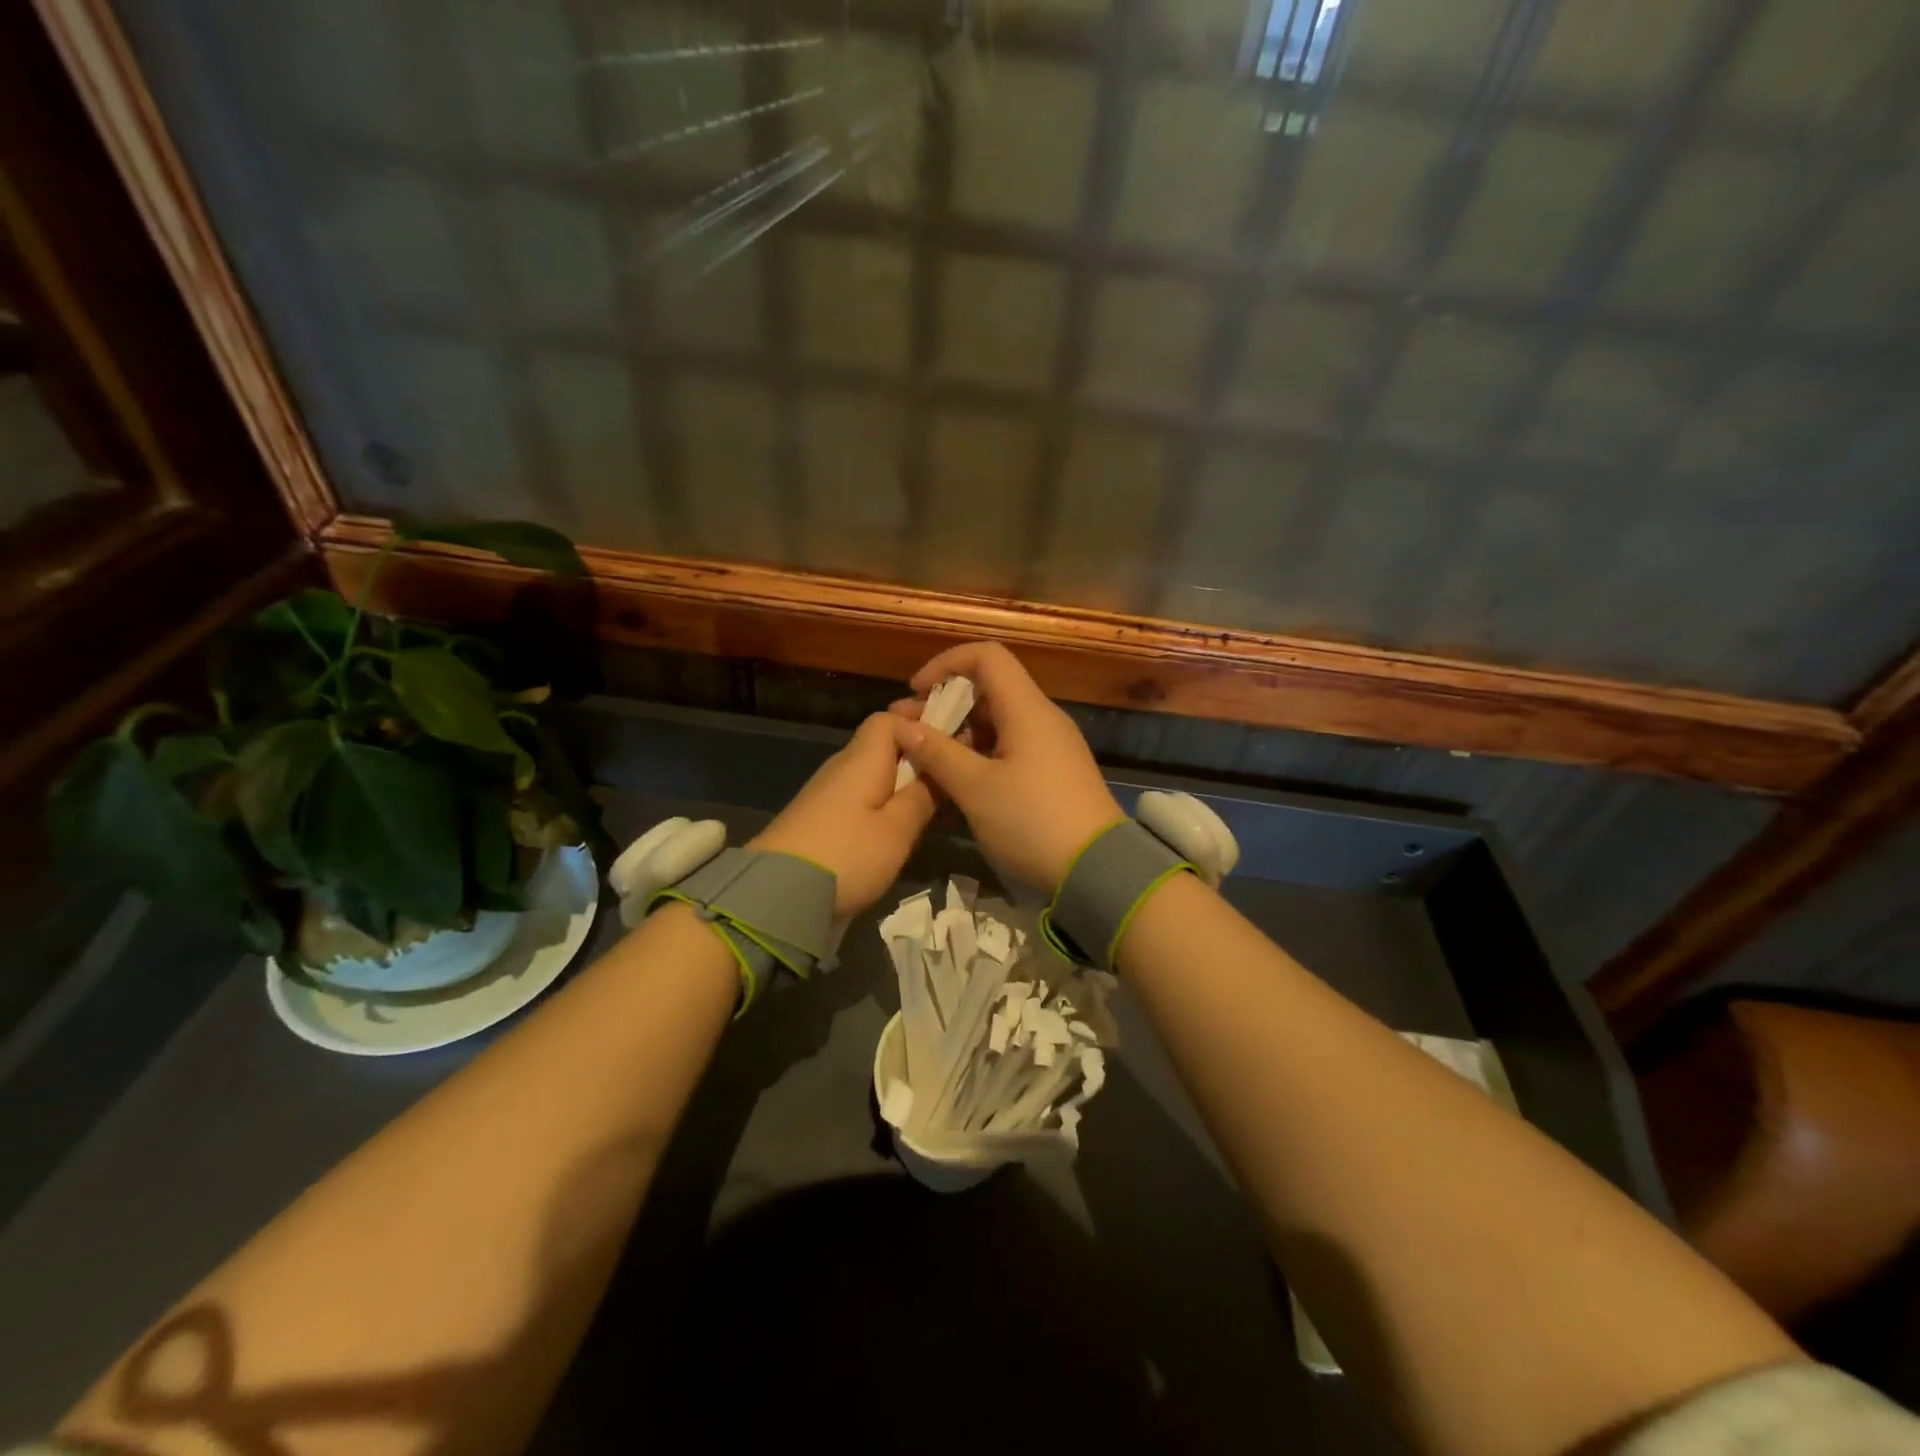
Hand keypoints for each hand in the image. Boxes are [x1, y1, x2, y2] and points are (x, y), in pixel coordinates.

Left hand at [750, 712, 936, 918]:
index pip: (890, 719)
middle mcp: (842, 767)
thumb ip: (922, 796)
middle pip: (882, 746)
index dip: (920, 723)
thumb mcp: (897, 830)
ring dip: (902, 783)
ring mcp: (827, 794)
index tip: (953, 740)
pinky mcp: (820, 820)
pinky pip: (860, 798)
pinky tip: (899, 828)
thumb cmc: (846, 855)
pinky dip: (883, 804)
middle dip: (916, 755)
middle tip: (951, 776)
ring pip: (873, 774)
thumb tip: (939, 767)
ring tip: (934, 805)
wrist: (778, 896)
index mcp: (863, 758)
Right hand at [888, 642, 1122, 892]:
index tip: (916, 692)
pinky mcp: (1054, 772)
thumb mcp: (976, 789)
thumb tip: (902, 726)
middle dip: (946, 704)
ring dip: (960, 733)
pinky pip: (1011, 746)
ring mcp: (1052, 746)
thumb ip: (937, 753)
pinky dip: (980, 753)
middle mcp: (1042, 718)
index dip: (946, 664)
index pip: (986, 656)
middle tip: (910, 733)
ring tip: (926, 760)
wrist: (1098, 871)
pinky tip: (957, 781)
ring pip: (998, 721)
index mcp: (1027, 709)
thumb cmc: (1032, 822)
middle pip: (990, 689)